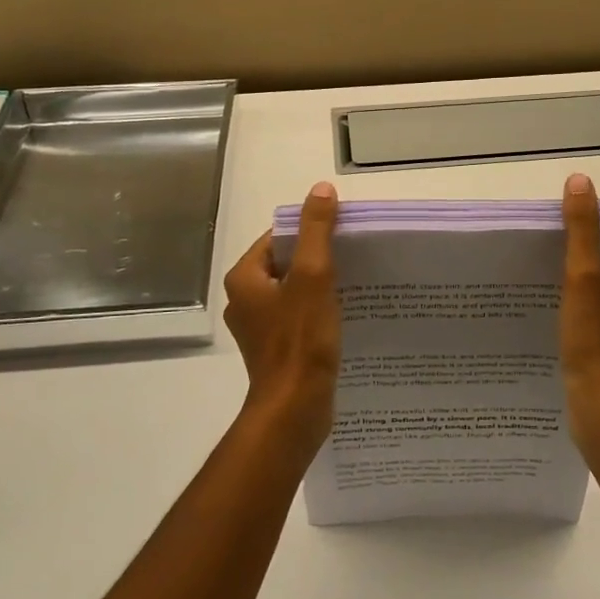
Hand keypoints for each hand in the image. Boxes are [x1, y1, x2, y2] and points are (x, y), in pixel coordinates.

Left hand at [223, 182, 341, 462]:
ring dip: (320, 286)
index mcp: (245, 278)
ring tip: (355, 284)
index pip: (279, 238)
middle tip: (354, 258)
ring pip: (293, 292)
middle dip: (318, 259)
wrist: (294, 409)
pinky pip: (297, 318)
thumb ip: (316, 230)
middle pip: (286, 264)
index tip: (343, 235)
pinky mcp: (275, 350)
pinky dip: (317, 311)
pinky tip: (344, 315)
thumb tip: (321, 189)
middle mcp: (244, 300)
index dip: (310, 232)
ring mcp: (258, 328)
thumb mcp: (313, 275)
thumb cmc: (300, 339)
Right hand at [559, 172, 599, 455]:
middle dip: (596, 255)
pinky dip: (596, 312)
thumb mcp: (584, 278)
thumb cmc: (597, 343)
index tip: (573, 230)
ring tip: (557, 284)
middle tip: (558, 254)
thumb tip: (582, 181)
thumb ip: (582, 229)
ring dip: (594, 285)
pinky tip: (568, 319)